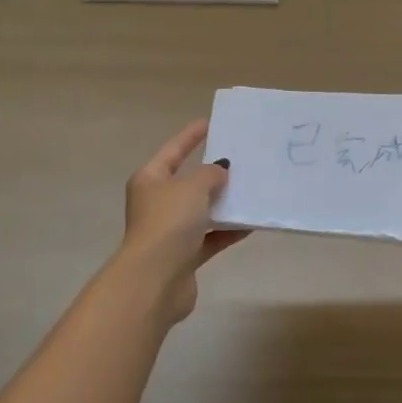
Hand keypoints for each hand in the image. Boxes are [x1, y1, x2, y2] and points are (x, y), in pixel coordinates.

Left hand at [113, 120, 248, 323]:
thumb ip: (210, 173)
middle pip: (187, 182)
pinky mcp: (184, 256)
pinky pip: (211, 237)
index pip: (173, 150)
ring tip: (252, 189)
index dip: (191, 136)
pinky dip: (228, 231)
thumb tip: (220, 171)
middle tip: (241, 157)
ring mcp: (169, 231)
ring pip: (201, 210)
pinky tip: (251, 223)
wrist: (155, 280)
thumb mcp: (193, 186)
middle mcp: (157, 203)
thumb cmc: (169, 222)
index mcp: (150, 180)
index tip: (211, 122)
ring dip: (223, 203)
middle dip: (212, 172)